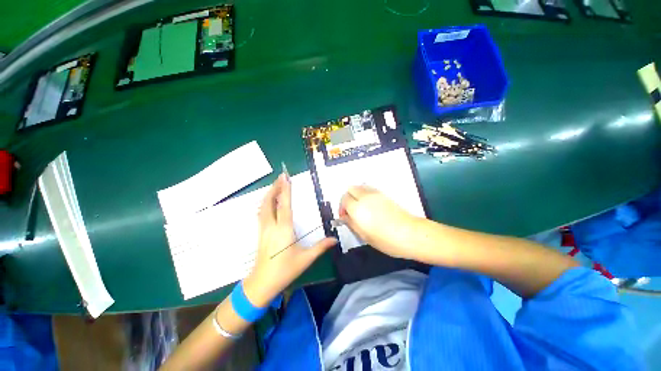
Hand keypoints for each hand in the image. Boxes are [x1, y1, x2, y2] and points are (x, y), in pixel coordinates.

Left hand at [243, 173, 336, 307]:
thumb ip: (321, 247)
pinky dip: (265, 203)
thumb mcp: (306, 259)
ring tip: (275, 185)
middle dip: (274, 187)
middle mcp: (272, 226)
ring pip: (263, 206)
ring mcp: (263, 229)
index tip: (286, 178)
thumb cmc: (285, 270)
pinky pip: (261, 213)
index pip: (285, 205)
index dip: (285, 190)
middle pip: (269, 202)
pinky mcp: (260, 232)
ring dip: (269, 194)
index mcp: (284, 229)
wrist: (262, 283)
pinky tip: (269, 202)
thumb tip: (334, 239)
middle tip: (280, 176)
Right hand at [339, 185, 420, 259]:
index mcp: (358, 208)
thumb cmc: (385, 239)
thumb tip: (345, 217)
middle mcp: (365, 197)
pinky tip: (370, 206)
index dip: (342, 207)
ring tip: (360, 208)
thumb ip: (351, 223)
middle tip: (351, 210)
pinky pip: (369, 189)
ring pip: (360, 187)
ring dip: (356, 195)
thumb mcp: (364, 235)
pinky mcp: (384, 194)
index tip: (345, 216)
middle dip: (347, 198)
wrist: (410, 233)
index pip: (344, 199)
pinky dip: (365, 194)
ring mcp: (375, 194)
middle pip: (350, 189)